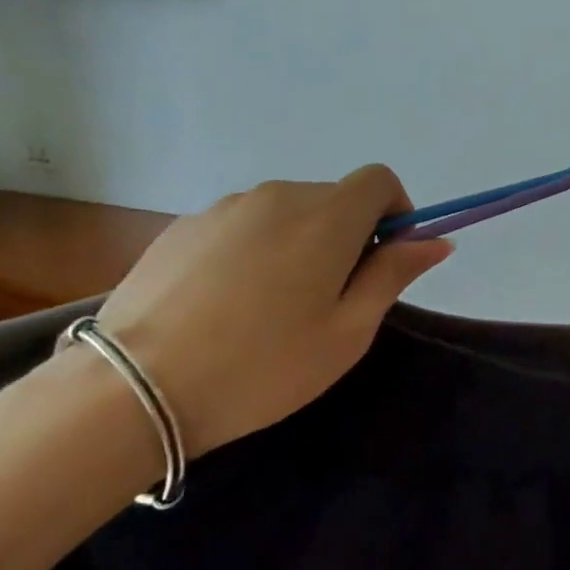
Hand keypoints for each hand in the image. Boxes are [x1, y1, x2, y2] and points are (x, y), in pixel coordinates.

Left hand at [92, 167, 452, 456]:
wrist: (133, 389)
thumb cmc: (263, 366)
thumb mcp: (347, 332)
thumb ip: (394, 275)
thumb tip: (436, 241)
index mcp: (327, 216)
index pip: (379, 180)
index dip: (395, 211)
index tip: (384, 258)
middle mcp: (279, 196)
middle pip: (333, 198)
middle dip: (346, 235)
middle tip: (328, 299)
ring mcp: (225, 208)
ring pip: (285, 213)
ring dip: (297, 243)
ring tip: (270, 307)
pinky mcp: (183, 226)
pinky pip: (240, 226)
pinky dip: (252, 250)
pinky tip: (224, 305)